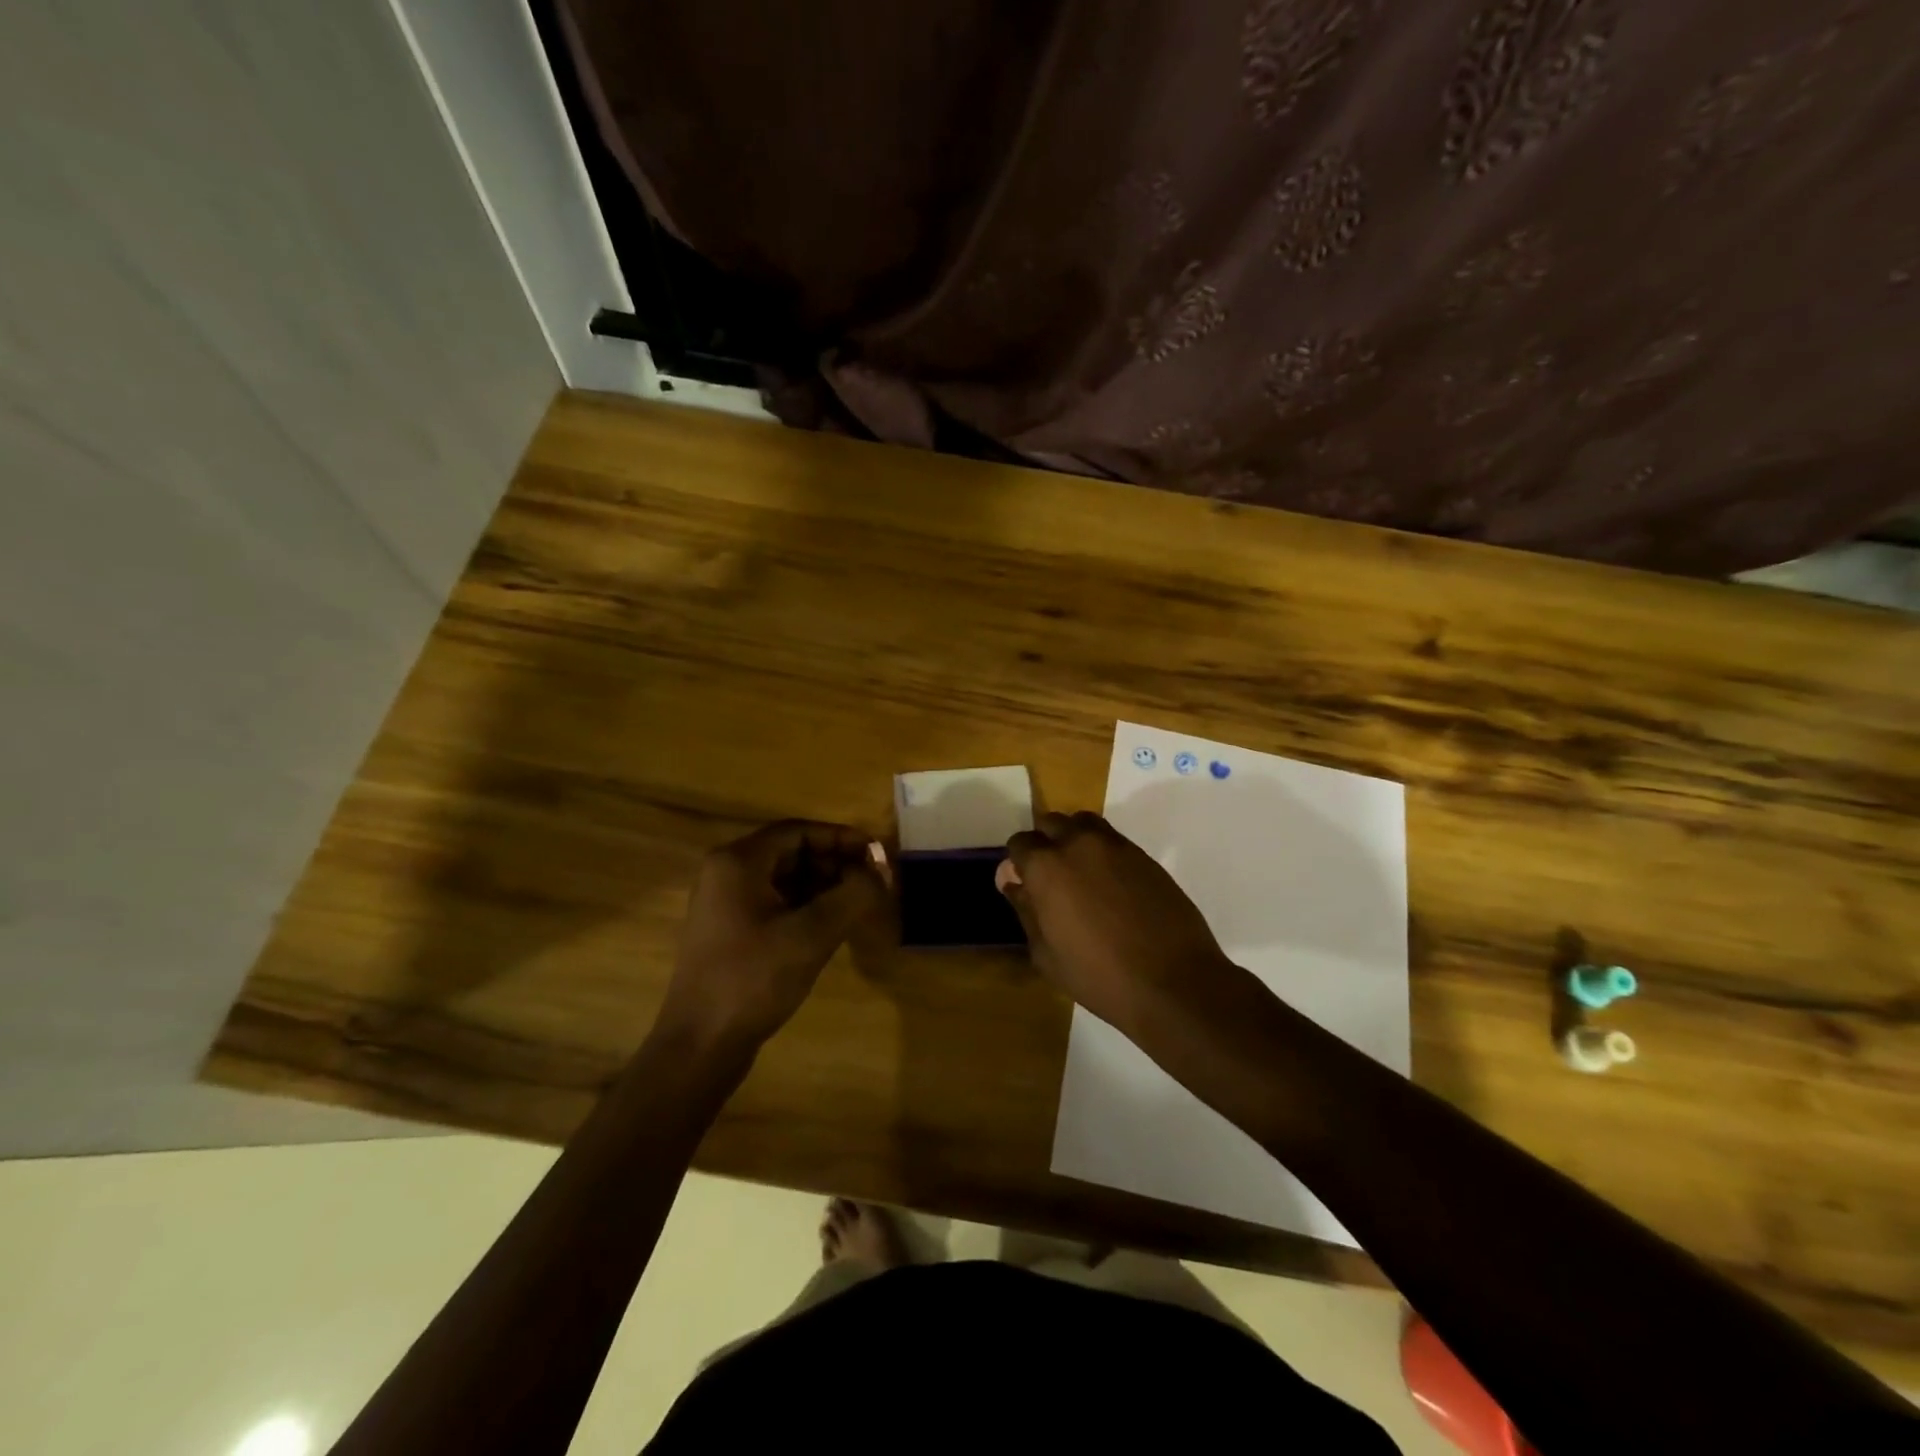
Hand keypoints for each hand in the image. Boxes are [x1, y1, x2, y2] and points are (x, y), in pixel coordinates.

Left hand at [657, 820, 886, 1053]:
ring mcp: (724, 903)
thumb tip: (881, 870)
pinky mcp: (730, 930)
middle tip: (872, 881)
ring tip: (858, 903)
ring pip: (784, 878)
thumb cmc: (754, 980)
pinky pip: (774, 902)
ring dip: (822, 885)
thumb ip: (853, 895)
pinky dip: (805, 905)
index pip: (798, 831)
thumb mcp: (812, 935)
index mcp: (738, 861)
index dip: (841, 838)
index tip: (876, 854)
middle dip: (834, 862)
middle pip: (791, 852)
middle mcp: (726, 872)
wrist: (700, 1045)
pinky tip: (831, 924)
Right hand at [997, 811, 1234, 1037]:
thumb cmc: (1099, 977)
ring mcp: (1115, 846)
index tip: (1025, 885)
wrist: (1172, 982)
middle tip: (1051, 878)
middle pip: (1051, 823)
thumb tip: (1012, 882)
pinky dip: (1102, 851)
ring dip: (1074, 839)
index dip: (1018, 863)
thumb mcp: (1046, 954)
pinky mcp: (1144, 855)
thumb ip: (1025, 910)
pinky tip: (1110, 885)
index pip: (1020, 843)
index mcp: (1046, 867)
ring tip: (1081, 874)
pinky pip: (1112, 839)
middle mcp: (1078, 844)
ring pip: (1083, 823)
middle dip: (1045, 844)